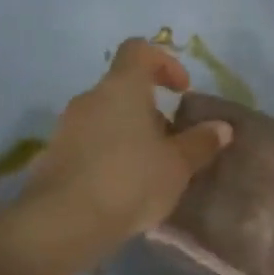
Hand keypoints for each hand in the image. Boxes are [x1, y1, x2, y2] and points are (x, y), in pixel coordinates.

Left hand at [5, 39, 231, 274]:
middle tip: (170, 141)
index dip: (164, 63)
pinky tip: (120, 188)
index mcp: (122, 87)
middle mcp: (90, 98)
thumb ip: (201, 142)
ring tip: (148, 170)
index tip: (181, 91)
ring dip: (127, 133)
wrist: (62, 224)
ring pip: (104, 117)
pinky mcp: (52, 156)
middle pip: (122, 87)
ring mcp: (66, 126)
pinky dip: (106, 155)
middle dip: (149, 109)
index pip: (139, 50)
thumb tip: (222, 127)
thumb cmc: (129, 181)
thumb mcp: (177, 165)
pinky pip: (87, 143)